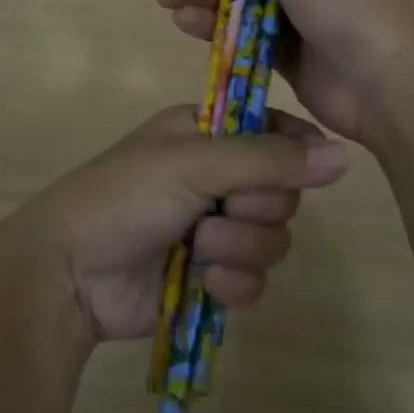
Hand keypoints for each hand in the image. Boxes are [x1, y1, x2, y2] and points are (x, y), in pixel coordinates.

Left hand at [17, 104, 350, 343]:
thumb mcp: (194, 162)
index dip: (296, 149)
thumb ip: (268, 157)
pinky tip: (206, 282)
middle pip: (282, 190)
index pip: (274, 129)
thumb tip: (344, 154)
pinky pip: (255, 279)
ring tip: (198, 248)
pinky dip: (235, 283)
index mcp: (207, 132)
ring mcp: (214, 228)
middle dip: (258, 207)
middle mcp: (216, 176)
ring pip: (273, 238)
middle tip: (223, 209)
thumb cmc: (125, 196)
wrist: (70, 272)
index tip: (310, 167)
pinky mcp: (211, 276)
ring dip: (241, 247)